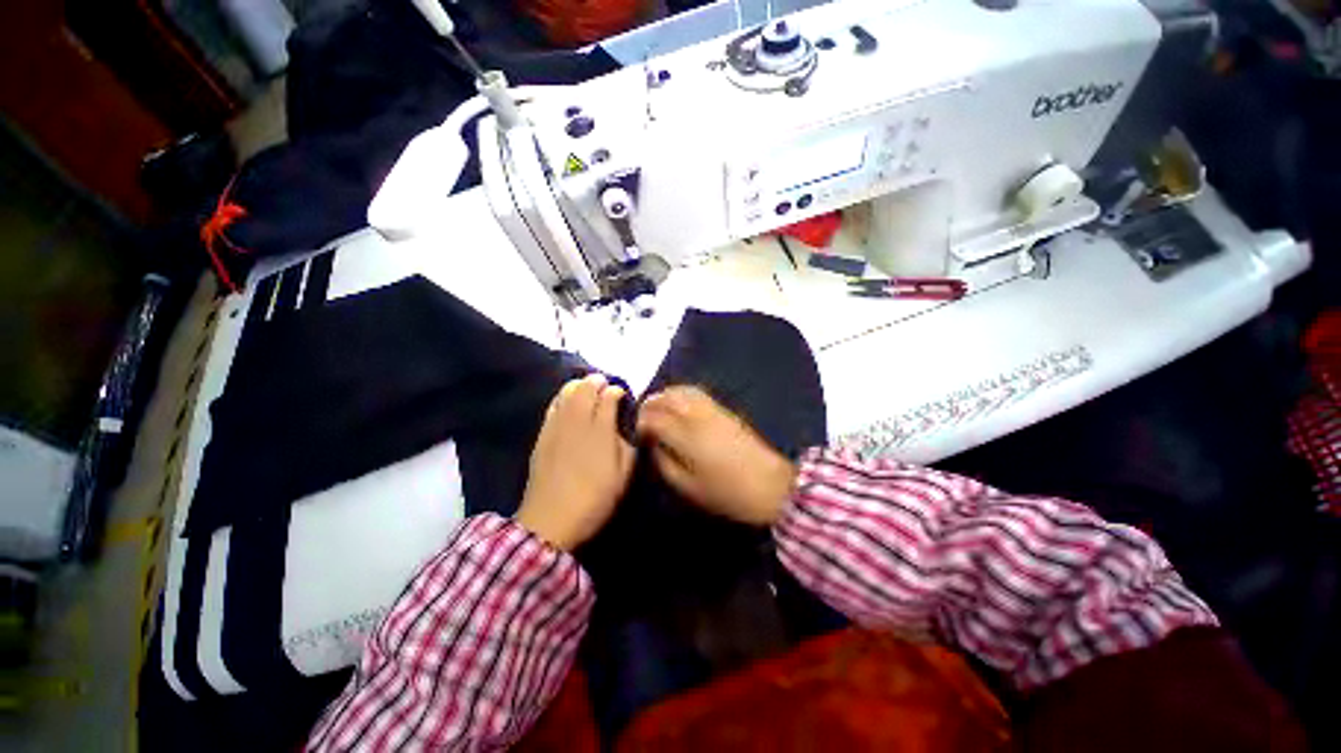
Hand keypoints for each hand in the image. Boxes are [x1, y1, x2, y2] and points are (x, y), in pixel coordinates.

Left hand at [516, 374, 635, 549]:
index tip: (621, 393)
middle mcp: (579, 423)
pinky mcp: (542, 435)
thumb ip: (628, 448)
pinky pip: (552, 406)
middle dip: (596, 382)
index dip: (616, 391)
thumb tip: (626, 430)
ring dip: (578, 385)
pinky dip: (561, 397)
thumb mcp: (622, 478)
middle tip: (603, 382)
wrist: (551, 520)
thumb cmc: (594, 501)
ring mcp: (557, 427)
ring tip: (586, 386)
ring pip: (566, 394)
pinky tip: (566, 399)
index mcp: (601, 433)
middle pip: (586, 390)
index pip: (608, 399)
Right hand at [636, 386, 796, 526]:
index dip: (640, 424)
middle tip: (641, 419)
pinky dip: (681, 394)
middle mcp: (696, 415)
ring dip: (664, 396)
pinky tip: (678, 406)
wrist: (770, 484)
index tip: (635, 434)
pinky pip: (697, 393)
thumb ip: (665, 463)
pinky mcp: (724, 410)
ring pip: (681, 391)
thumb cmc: (727, 492)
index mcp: (686, 435)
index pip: (654, 419)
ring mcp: (712, 409)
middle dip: (649, 405)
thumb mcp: (689, 487)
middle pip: (666, 398)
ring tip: (656, 409)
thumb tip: (654, 446)